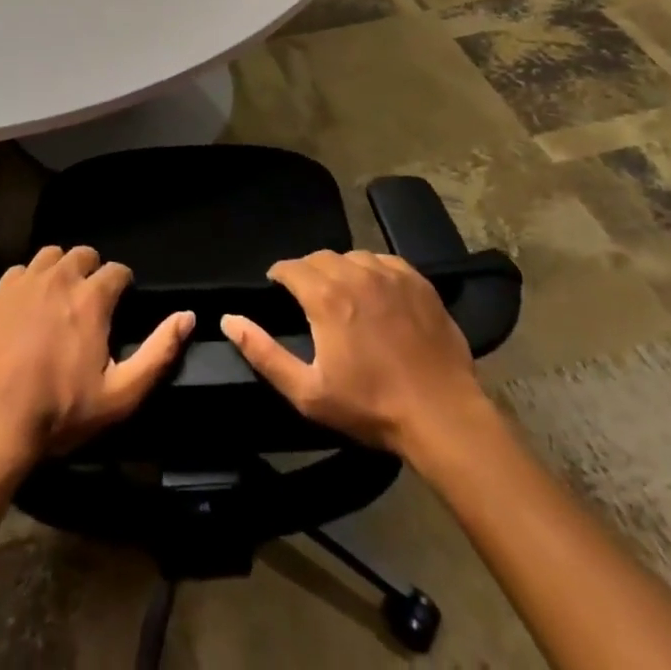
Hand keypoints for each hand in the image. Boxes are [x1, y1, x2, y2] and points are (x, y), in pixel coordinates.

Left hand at [0, 245, 193, 472]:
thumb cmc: (59, 413)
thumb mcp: (120, 395)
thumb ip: (158, 353)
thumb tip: (188, 316)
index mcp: (92, 299)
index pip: (117, 271)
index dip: (122, 286)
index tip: (118, 306)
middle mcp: (61, 278)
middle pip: (84, 255)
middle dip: (92, 273)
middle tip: (88, 304)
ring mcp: (26, 282)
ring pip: (52, 256)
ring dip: (61, 270)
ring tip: (59, 298)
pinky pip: (22, 270)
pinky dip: (30, 280)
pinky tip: (28, 305)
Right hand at [222, 250, 490, 458]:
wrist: (441, 414)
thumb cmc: (370, 406)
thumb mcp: (307, 392)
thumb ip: (263, 353)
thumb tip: (229, 320)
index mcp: (325, 296)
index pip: (291, 267)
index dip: (280, 275)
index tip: (277, 287)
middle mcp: (355, 273)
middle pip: (320, 257)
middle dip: (307, 271)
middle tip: (308, 297)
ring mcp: (390, 274)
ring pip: (353, 256)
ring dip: (340, 270)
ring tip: (342, 294)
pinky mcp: (418, 281)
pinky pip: (384, 261)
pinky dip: (372, 271)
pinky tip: (376, 293)